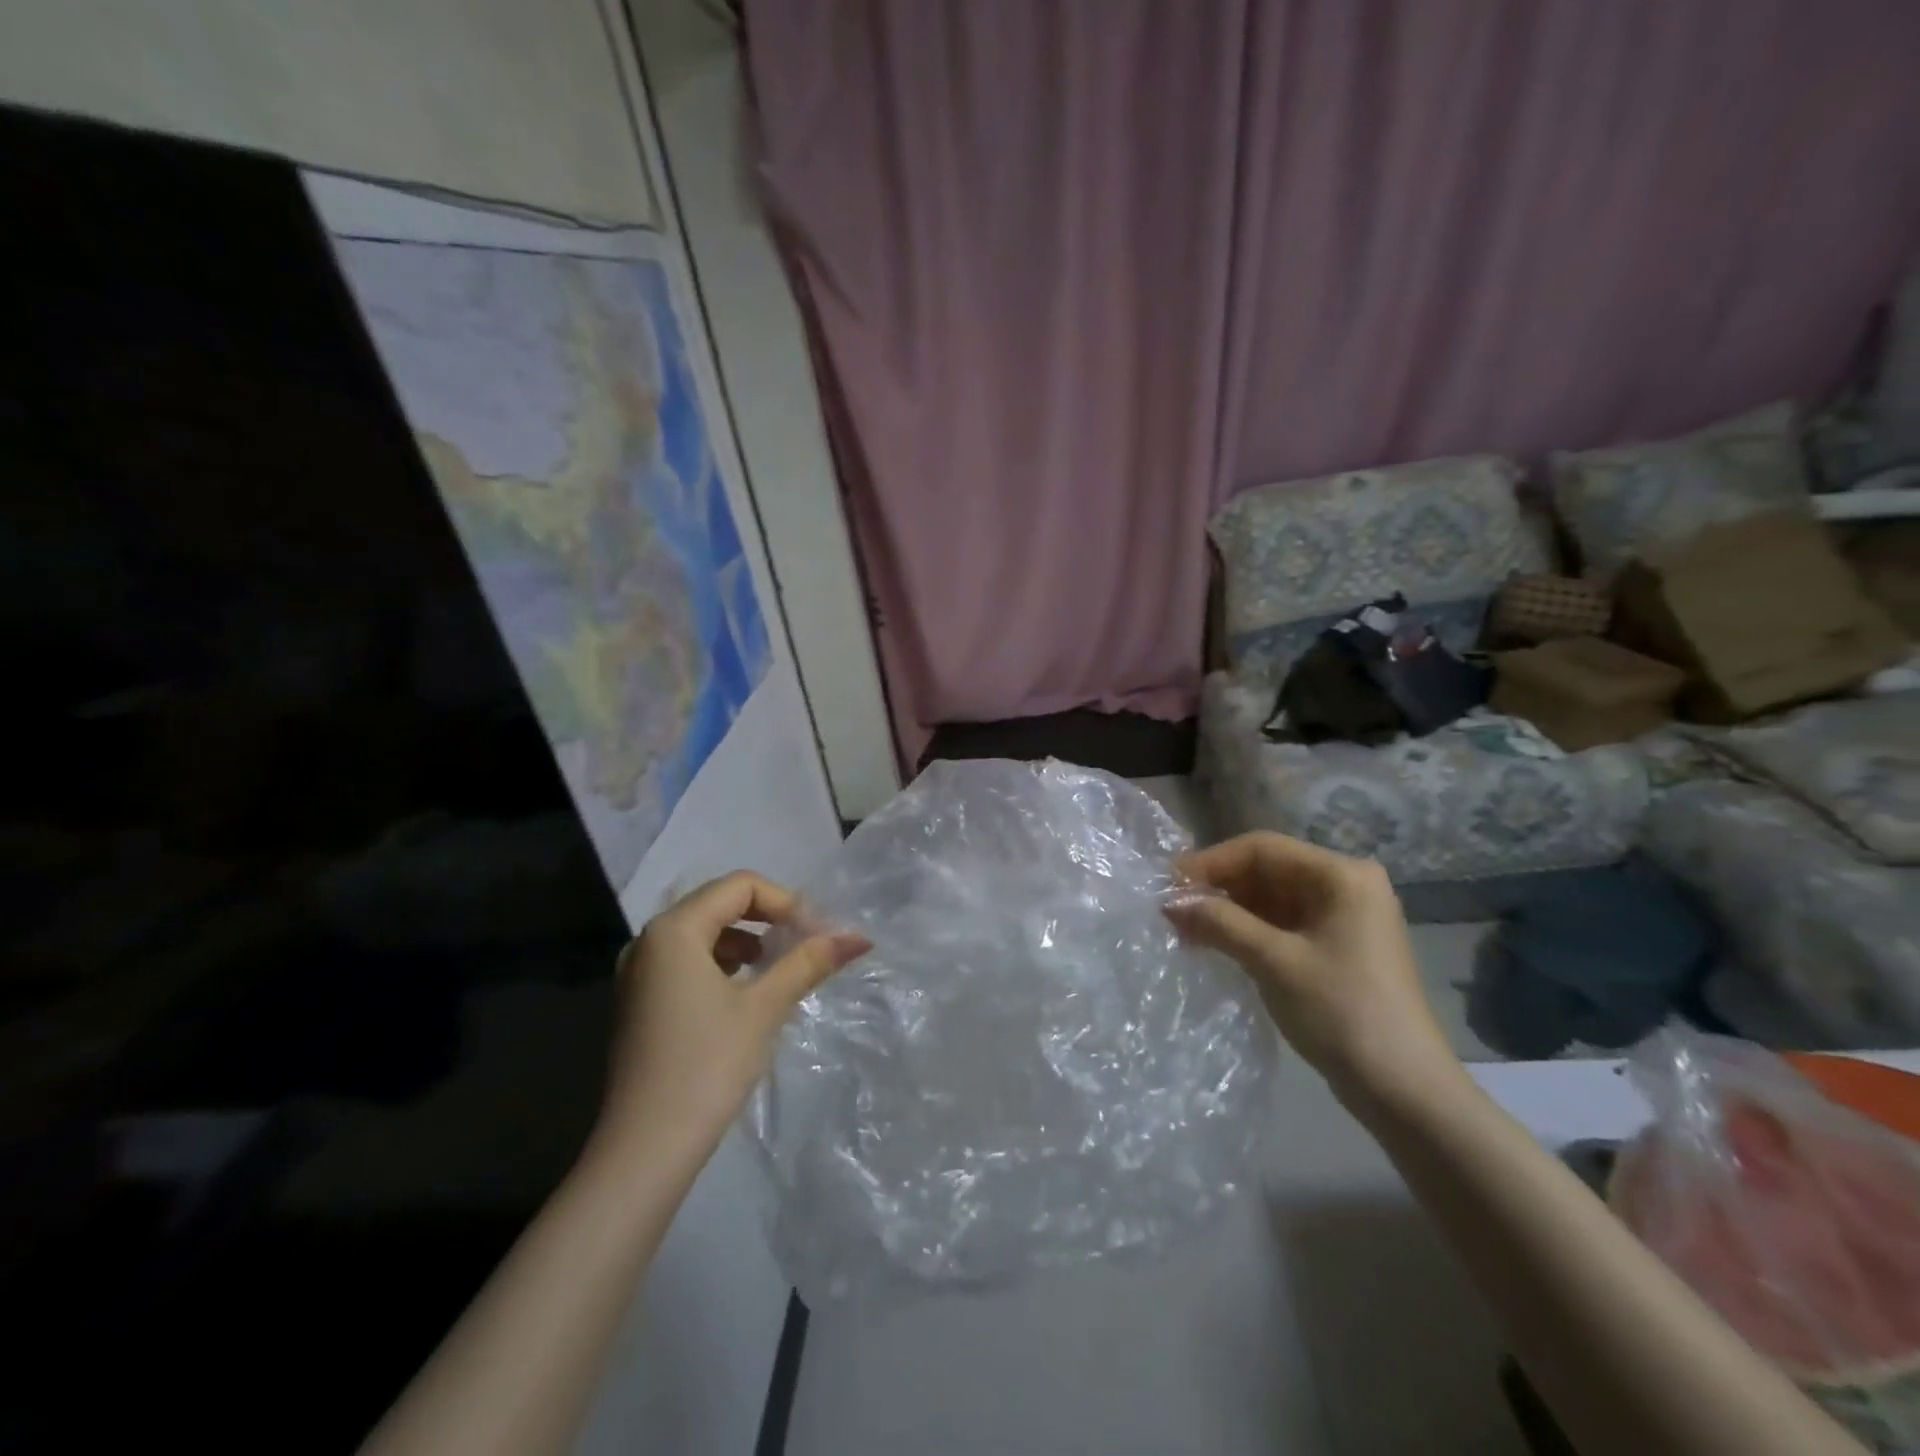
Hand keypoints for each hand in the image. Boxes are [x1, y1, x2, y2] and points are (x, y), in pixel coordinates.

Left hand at [595, 871, 869, 1159]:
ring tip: (780, 967)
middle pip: (720, 903)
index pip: (740, 886)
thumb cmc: (707, 1066)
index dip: (786, 901)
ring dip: (748, 939)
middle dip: (770, 917)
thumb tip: (859, 937)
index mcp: (674, 930)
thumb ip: (808, 962)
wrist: (645, 1149)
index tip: (818, 932)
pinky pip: (687, 959)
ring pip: (704, 932)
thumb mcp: (764, 1007)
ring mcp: (639, 972)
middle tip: (808, 943)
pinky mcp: (640, 1001)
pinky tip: (747, 991)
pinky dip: (723, 962)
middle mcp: (649, 940)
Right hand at [1167, 833, 1463, 1104]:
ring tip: (1184, 929)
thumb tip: (1168, 901)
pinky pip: (1282, 923)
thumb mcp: (1273, 962)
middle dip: (1217, 888)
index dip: (1210, 862)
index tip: (1168, 883)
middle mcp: (1345, 885)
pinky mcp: (1337, 947)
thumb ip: (1219, 923)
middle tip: (1171, 909)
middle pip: (1267, 870)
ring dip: (1228, 911)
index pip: (1262, 849)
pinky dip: (1247, 930)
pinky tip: (1213, 943)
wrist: (1403, 1090)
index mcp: (1341, 875)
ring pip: (1271, 898)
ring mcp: (1343, 917)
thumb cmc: (1341, 1012)